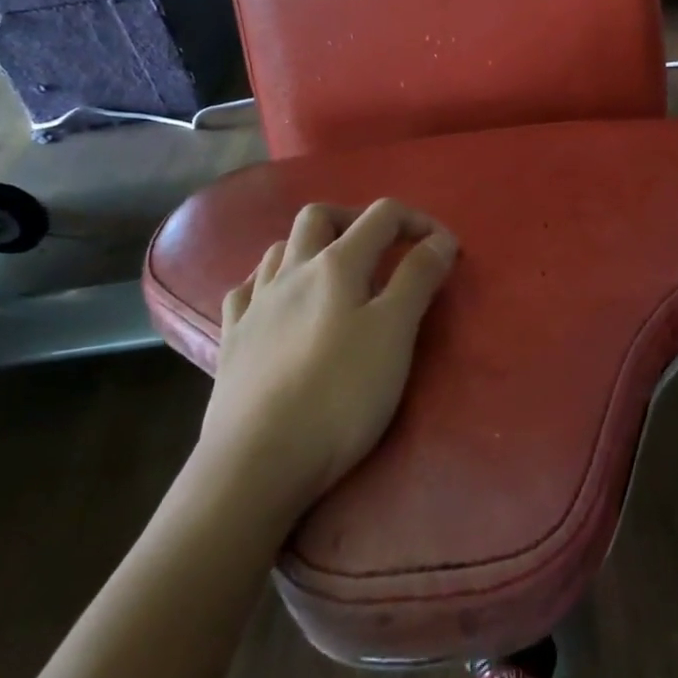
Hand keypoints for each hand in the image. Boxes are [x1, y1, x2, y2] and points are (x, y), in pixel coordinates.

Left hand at [198, 199, 457, 510]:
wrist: (258, 461)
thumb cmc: (339, 395)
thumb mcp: (395, 334)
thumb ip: (418, 279)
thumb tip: (439, 240)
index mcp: (336, 265)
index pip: (382, 216)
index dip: (419, 222)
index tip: (445, 250)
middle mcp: (291, 272)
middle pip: (320, 216)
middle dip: (357, 219)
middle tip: (384, 246)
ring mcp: (255, 304)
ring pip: (278, 248)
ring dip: (312, 245)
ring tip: (336, 273)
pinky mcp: (232, 339)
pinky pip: (246, 290)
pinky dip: (270, 282)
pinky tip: (279, 302)